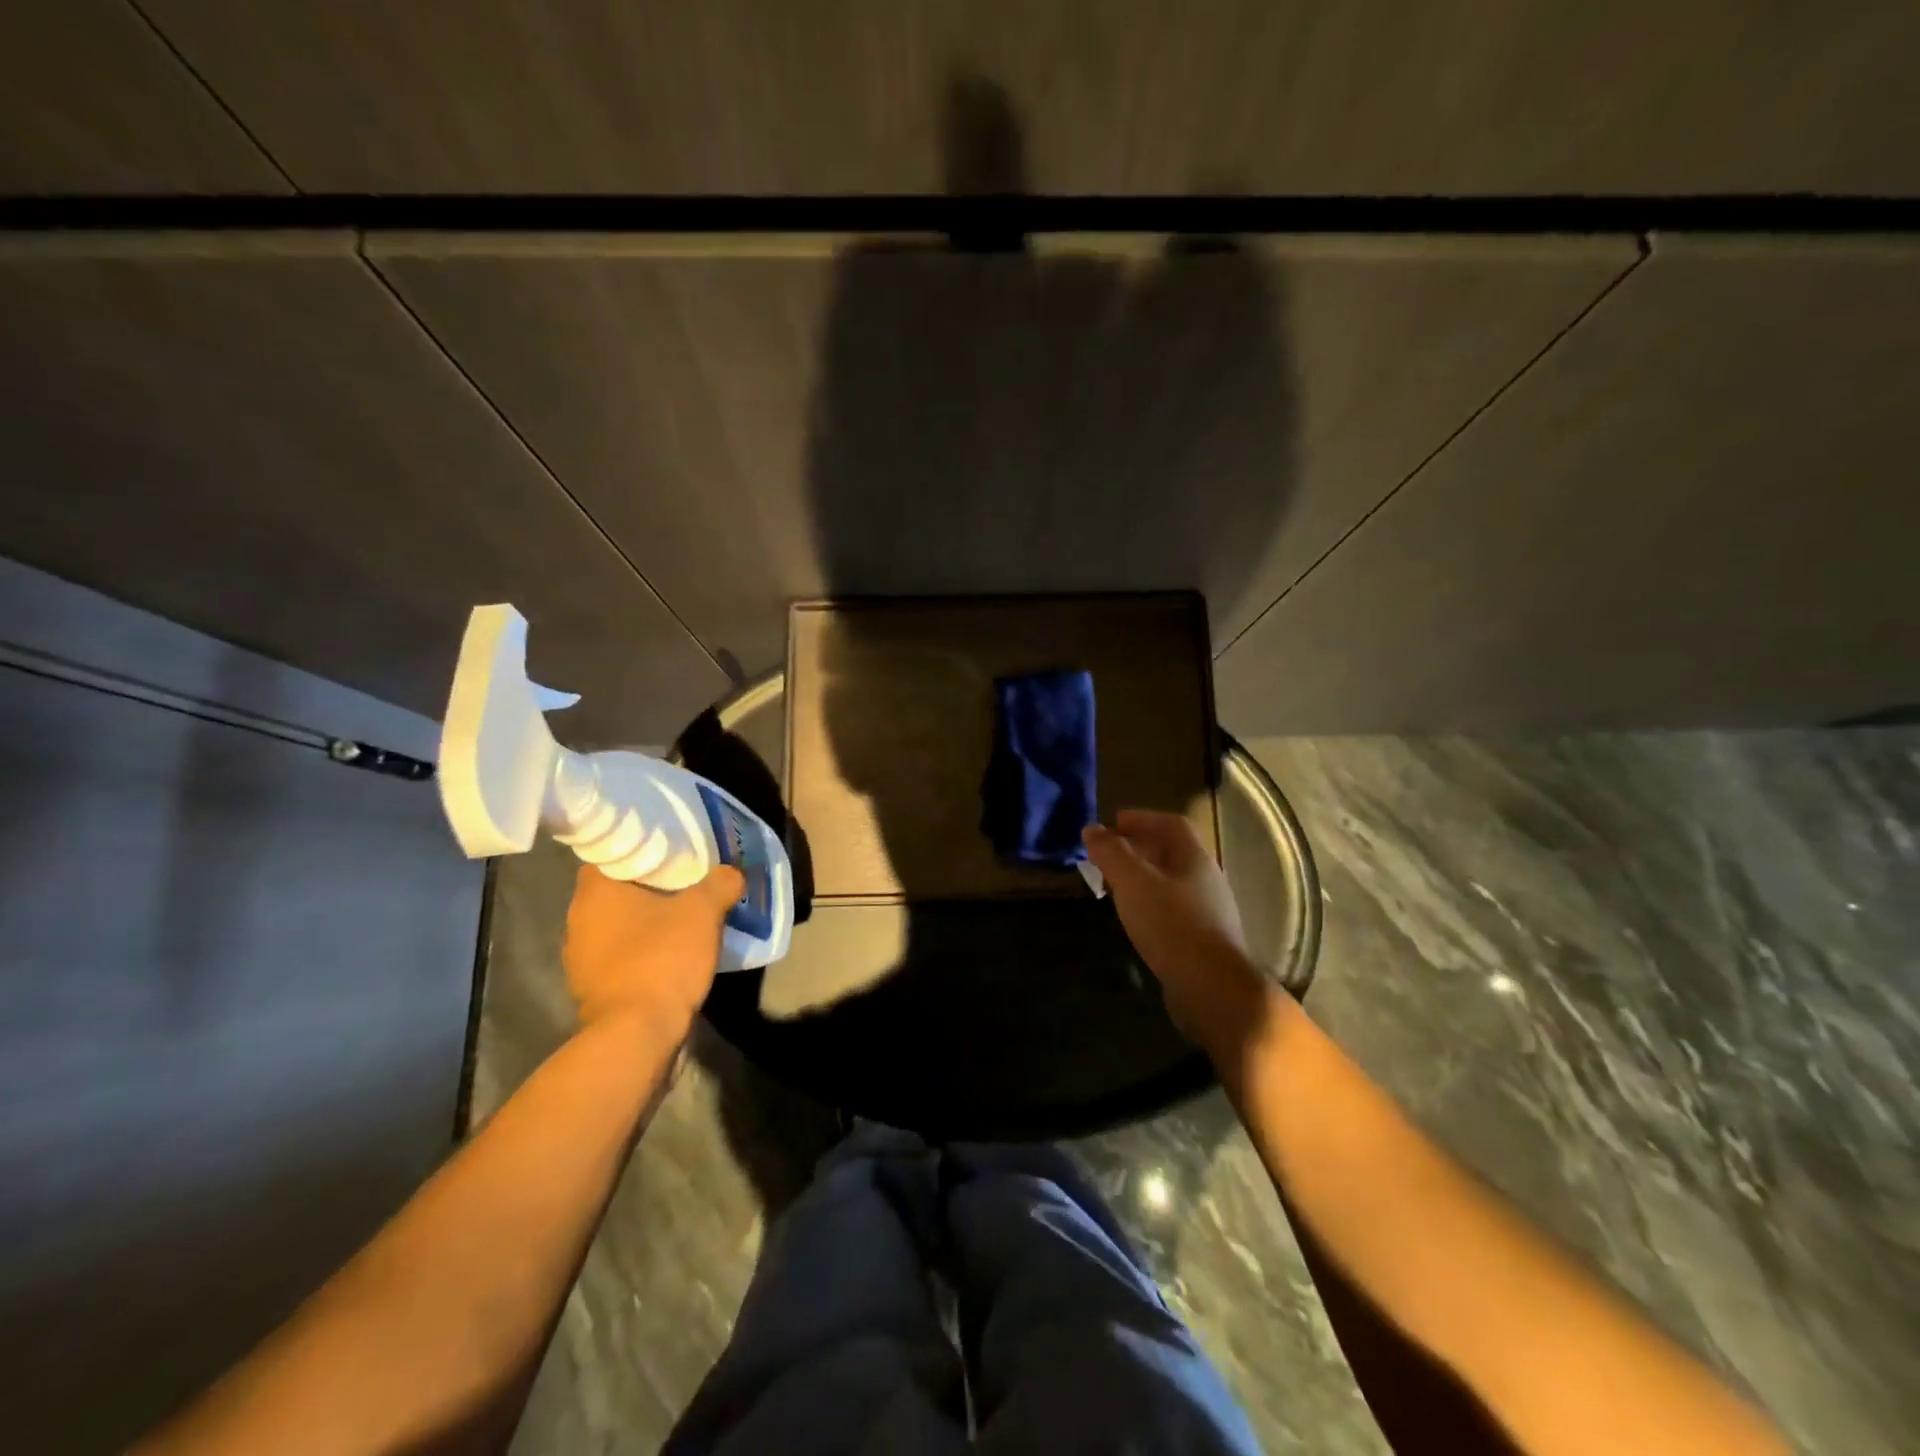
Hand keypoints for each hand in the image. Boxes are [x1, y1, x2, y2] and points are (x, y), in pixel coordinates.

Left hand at [561, 863, 744, 1036]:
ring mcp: (580, 960)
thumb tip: (730, 874)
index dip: (640, 851)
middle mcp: (577, 922)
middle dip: (648, 888)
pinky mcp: (593, 991)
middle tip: (684, 882)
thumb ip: (720, 883)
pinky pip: (620, 958)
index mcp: (594, 893)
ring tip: (682, 919)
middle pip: (616, 891)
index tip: (670, 852)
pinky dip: (642, 954)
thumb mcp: (703, 912)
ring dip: (645, 924)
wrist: (637, 1035)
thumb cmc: (662, 959)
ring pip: (617, 927)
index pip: (610, 855)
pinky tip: (671, 956)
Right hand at [1083, 810, 1270, 1060]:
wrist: (1211, 987)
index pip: (1170, 824)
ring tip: (1114, 886)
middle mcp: (1206, 879)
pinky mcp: (1203, 940)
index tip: (1112, 823)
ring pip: (1171, 883)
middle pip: (1171, 853)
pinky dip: (1150, 904)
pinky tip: (1134, 919)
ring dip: (1143, 878)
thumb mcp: (1132, 881)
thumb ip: (1110, 852)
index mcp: (1194, 858)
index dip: (1141, 818)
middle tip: (1107, 855)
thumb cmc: (1171, 924)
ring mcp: (1209, 911)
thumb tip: (1091, 829)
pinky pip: (1173, 910)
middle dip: (1138, 848)